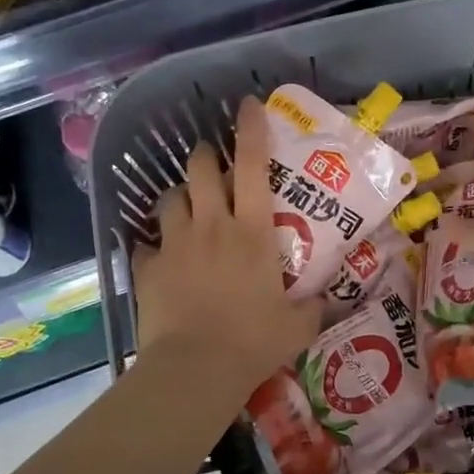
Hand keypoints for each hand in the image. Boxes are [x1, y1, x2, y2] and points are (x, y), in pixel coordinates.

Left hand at [131, 96, 320, 391]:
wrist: (195, 368)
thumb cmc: (254, 342)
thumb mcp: (297, 326)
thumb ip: (312, 307)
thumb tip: (326, 302)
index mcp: (251, 231)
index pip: (252, 165)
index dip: (251, 129)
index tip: (248, 104)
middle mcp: (210, 226)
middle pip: (199, 169)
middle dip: (204, 156)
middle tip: (212, 164)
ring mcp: (175, 245)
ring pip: (170, 198)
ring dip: (180, 196)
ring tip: (187, 208)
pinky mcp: (148, 268)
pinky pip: (147, 244)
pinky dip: (156, 246)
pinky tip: (163, 259)